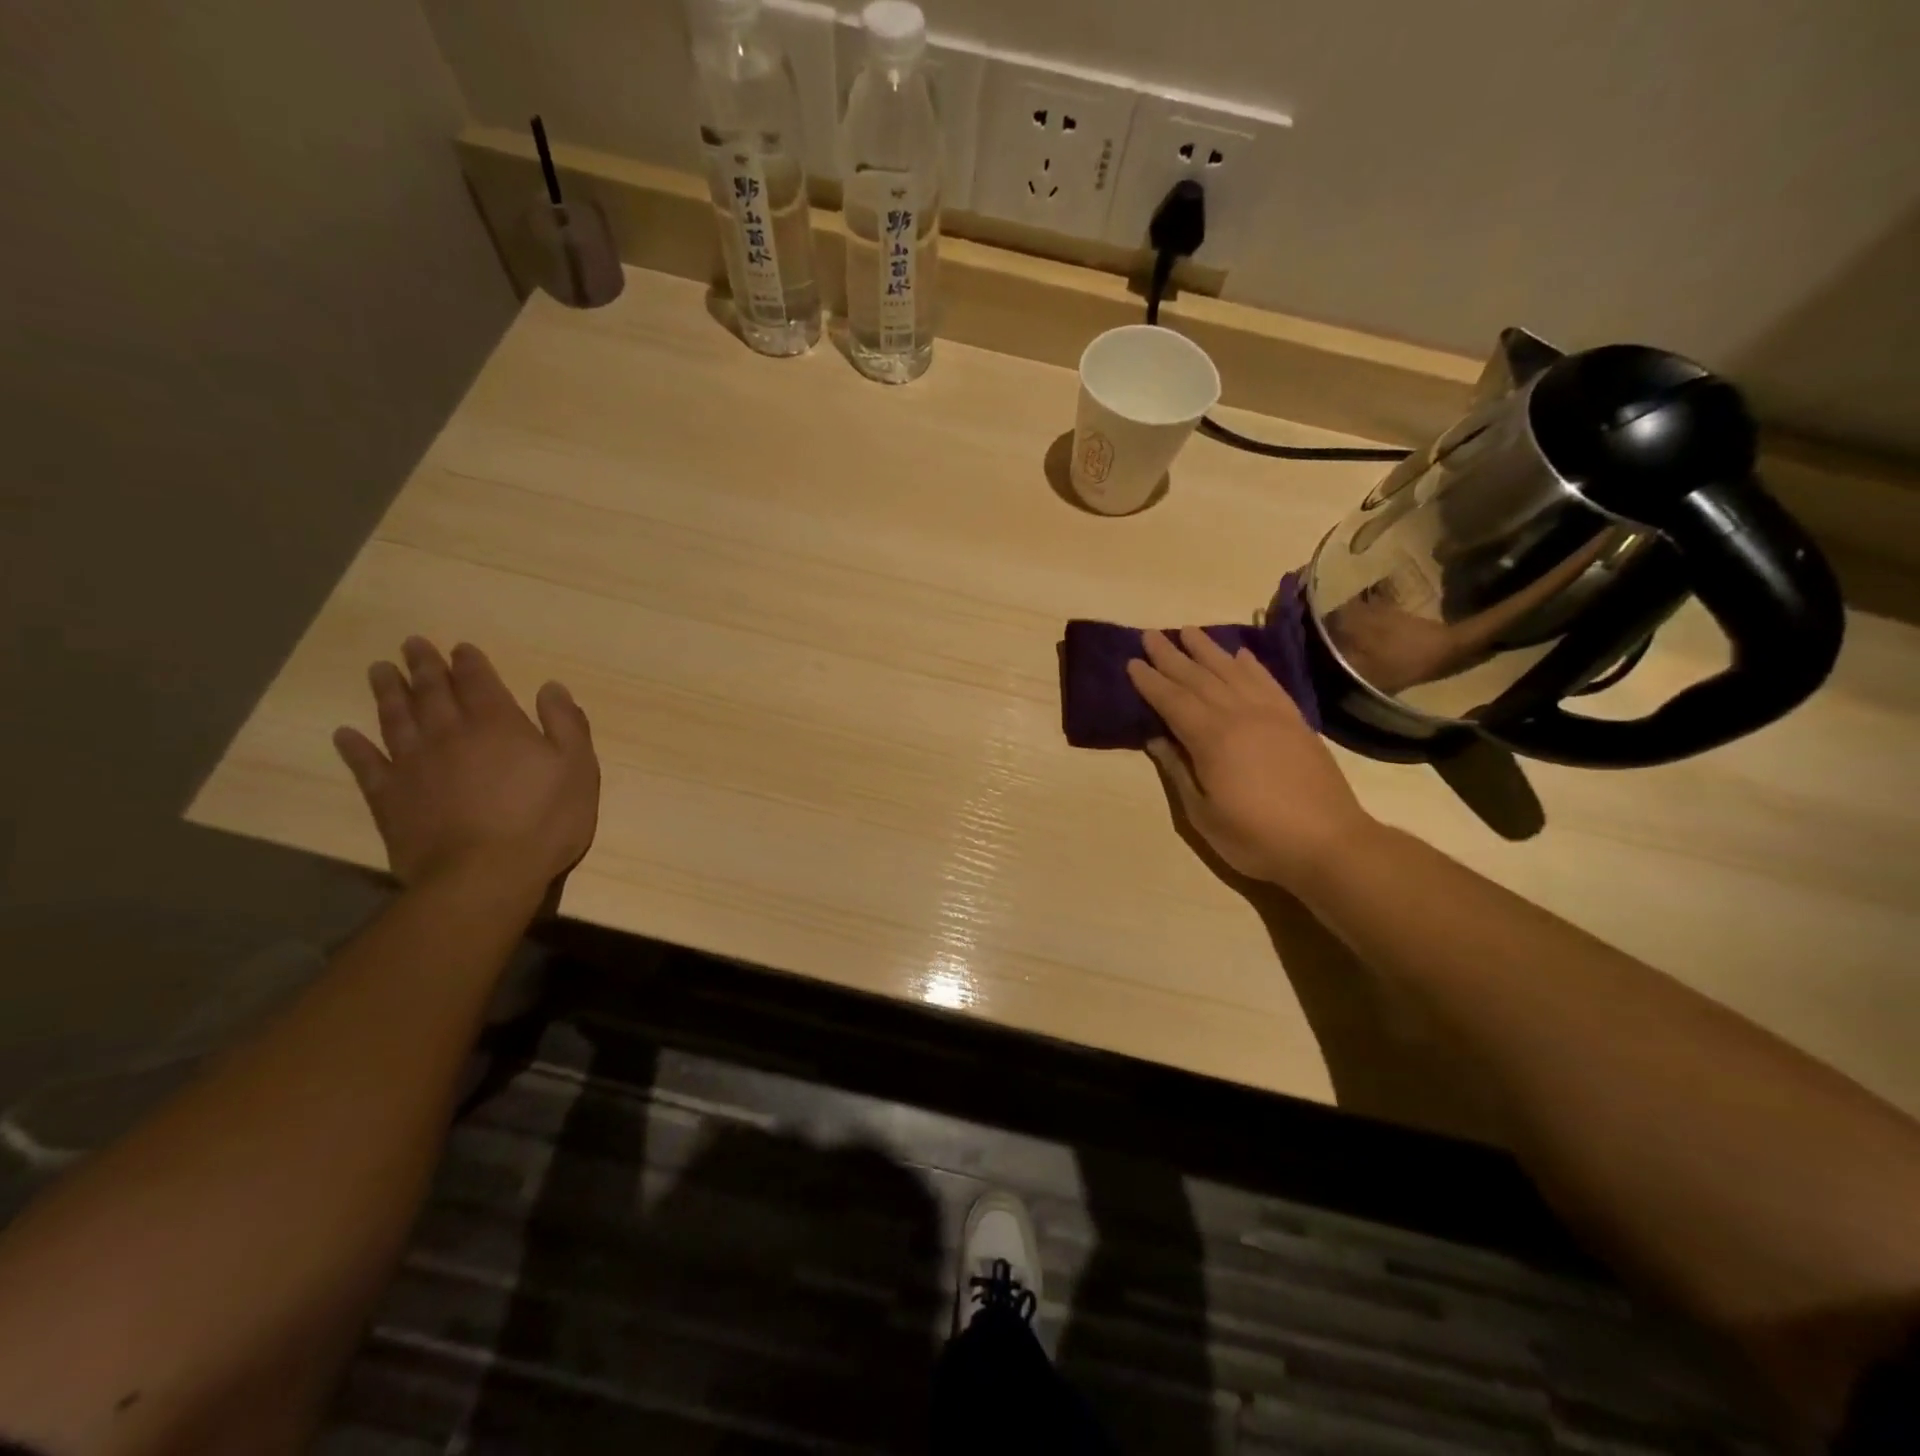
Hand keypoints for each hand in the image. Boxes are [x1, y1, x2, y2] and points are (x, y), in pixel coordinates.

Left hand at [333, 638, 599, 898]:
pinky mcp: (389, 798)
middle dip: (423, 667)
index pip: (479, 682)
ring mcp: (414, 765)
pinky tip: (345, 734)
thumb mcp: (578, 768)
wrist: (484, 875)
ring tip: (378, 671)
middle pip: (432, 692)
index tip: (459, 648)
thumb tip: (551, 687)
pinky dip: (354, 747)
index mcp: (498, 724)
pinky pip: (366, 765)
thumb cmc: (544, 821)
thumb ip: (566, 724)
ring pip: (396, 718)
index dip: (469, 663)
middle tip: (411, 645)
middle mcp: (450, 734)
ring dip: (387, 692)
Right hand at [1126, 628, 1374, 891]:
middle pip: (1199, 678)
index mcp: (1212, 739)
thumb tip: (1156, 738)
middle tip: (1150, 635)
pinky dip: (1251, 665)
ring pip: (1232, 672)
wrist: (1329, 843)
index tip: (1132, 662)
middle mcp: (1239, 715)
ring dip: (1207, 649)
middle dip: (1171, 656)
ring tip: (1187, 630)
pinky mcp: (1295, 720)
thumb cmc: (1256, 837)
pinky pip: (1268, 682)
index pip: (1172, 701)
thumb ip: (1178, 771)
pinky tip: (1240, 654)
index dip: (1150, 682)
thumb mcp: (1203, 814)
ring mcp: (1271, 714)